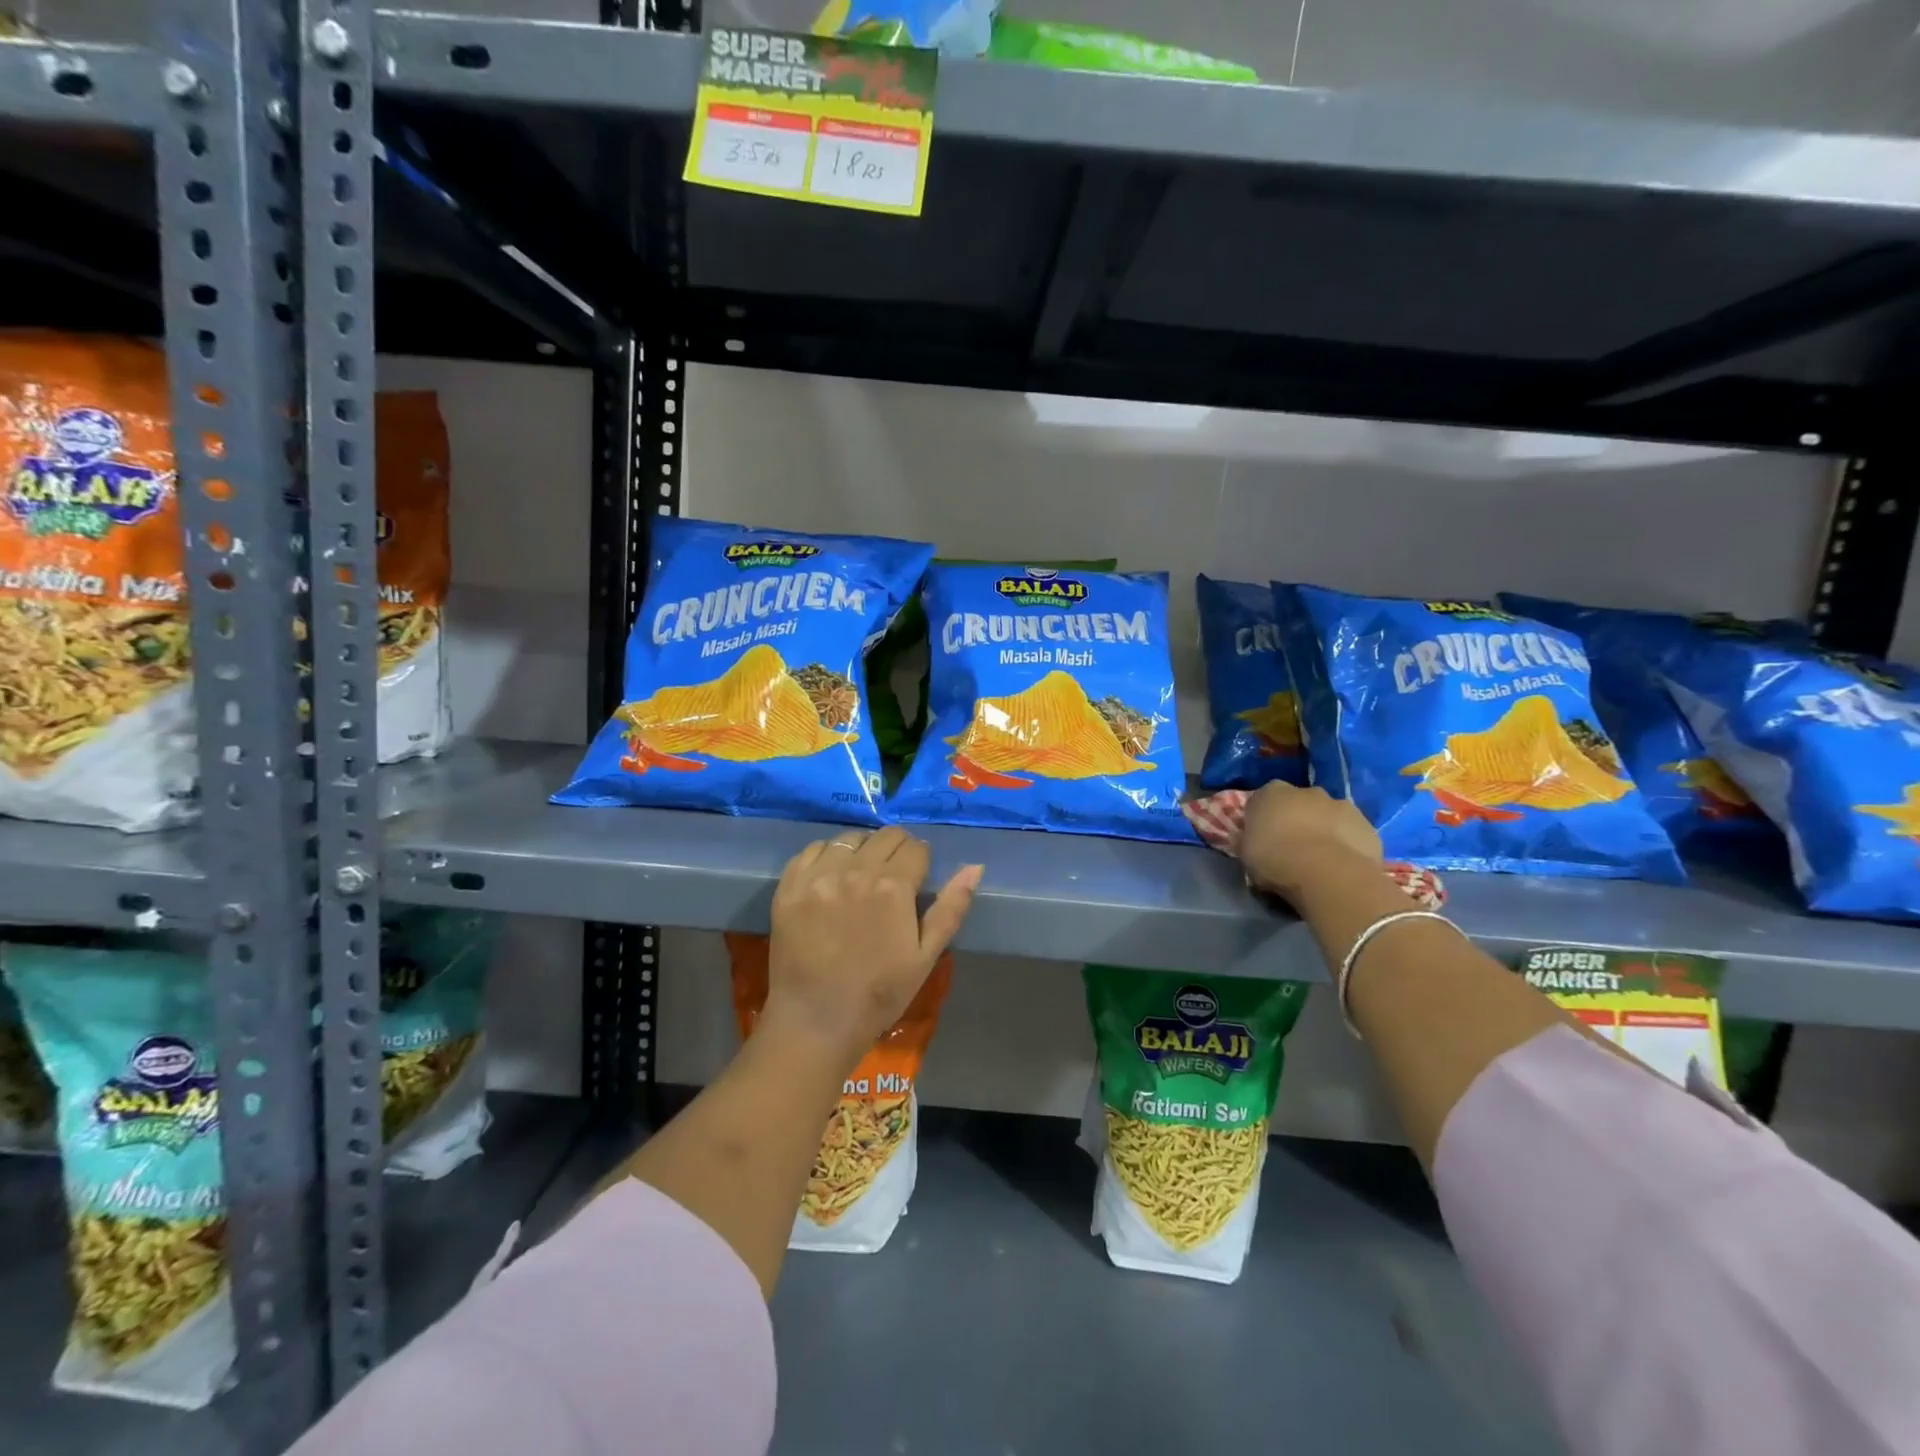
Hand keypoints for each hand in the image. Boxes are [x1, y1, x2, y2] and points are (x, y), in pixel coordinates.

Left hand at [765, 826, 982, 1066]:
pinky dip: (826, 855)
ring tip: (861, 874)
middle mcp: (855, 871)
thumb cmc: (879, 993)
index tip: (917, 878)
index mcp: (893, 887)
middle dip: (896, 849)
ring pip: (849, 838)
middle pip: (884, 836)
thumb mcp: (926, 956)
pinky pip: (811, 850)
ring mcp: (818, 876)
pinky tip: (831, 876)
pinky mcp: (789, 886)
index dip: (921, 861)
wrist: (816, 1021)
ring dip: (862, 849)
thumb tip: (975, 867)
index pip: (916, 847)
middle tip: (892, 876)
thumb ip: (951, 908)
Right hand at [1237, 782, 1382, 904]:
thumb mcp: (1245, 852)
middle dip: (1297, 819)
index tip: (1261, 837)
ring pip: (1329, 816)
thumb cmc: (1275, 859)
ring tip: (1320, 859)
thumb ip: (1247, 839)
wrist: (1327, 874)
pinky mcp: (1367, 825)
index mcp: (1272, 792)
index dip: (1262, 818)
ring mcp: (1341, 805)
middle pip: (1299, 803)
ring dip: (1324, 829)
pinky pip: (1352, 833)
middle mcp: (1307, 791)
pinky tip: (1342, 866)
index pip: (1263, 799)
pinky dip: (1347, 844)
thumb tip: (1248, 838)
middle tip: (1292, 847)